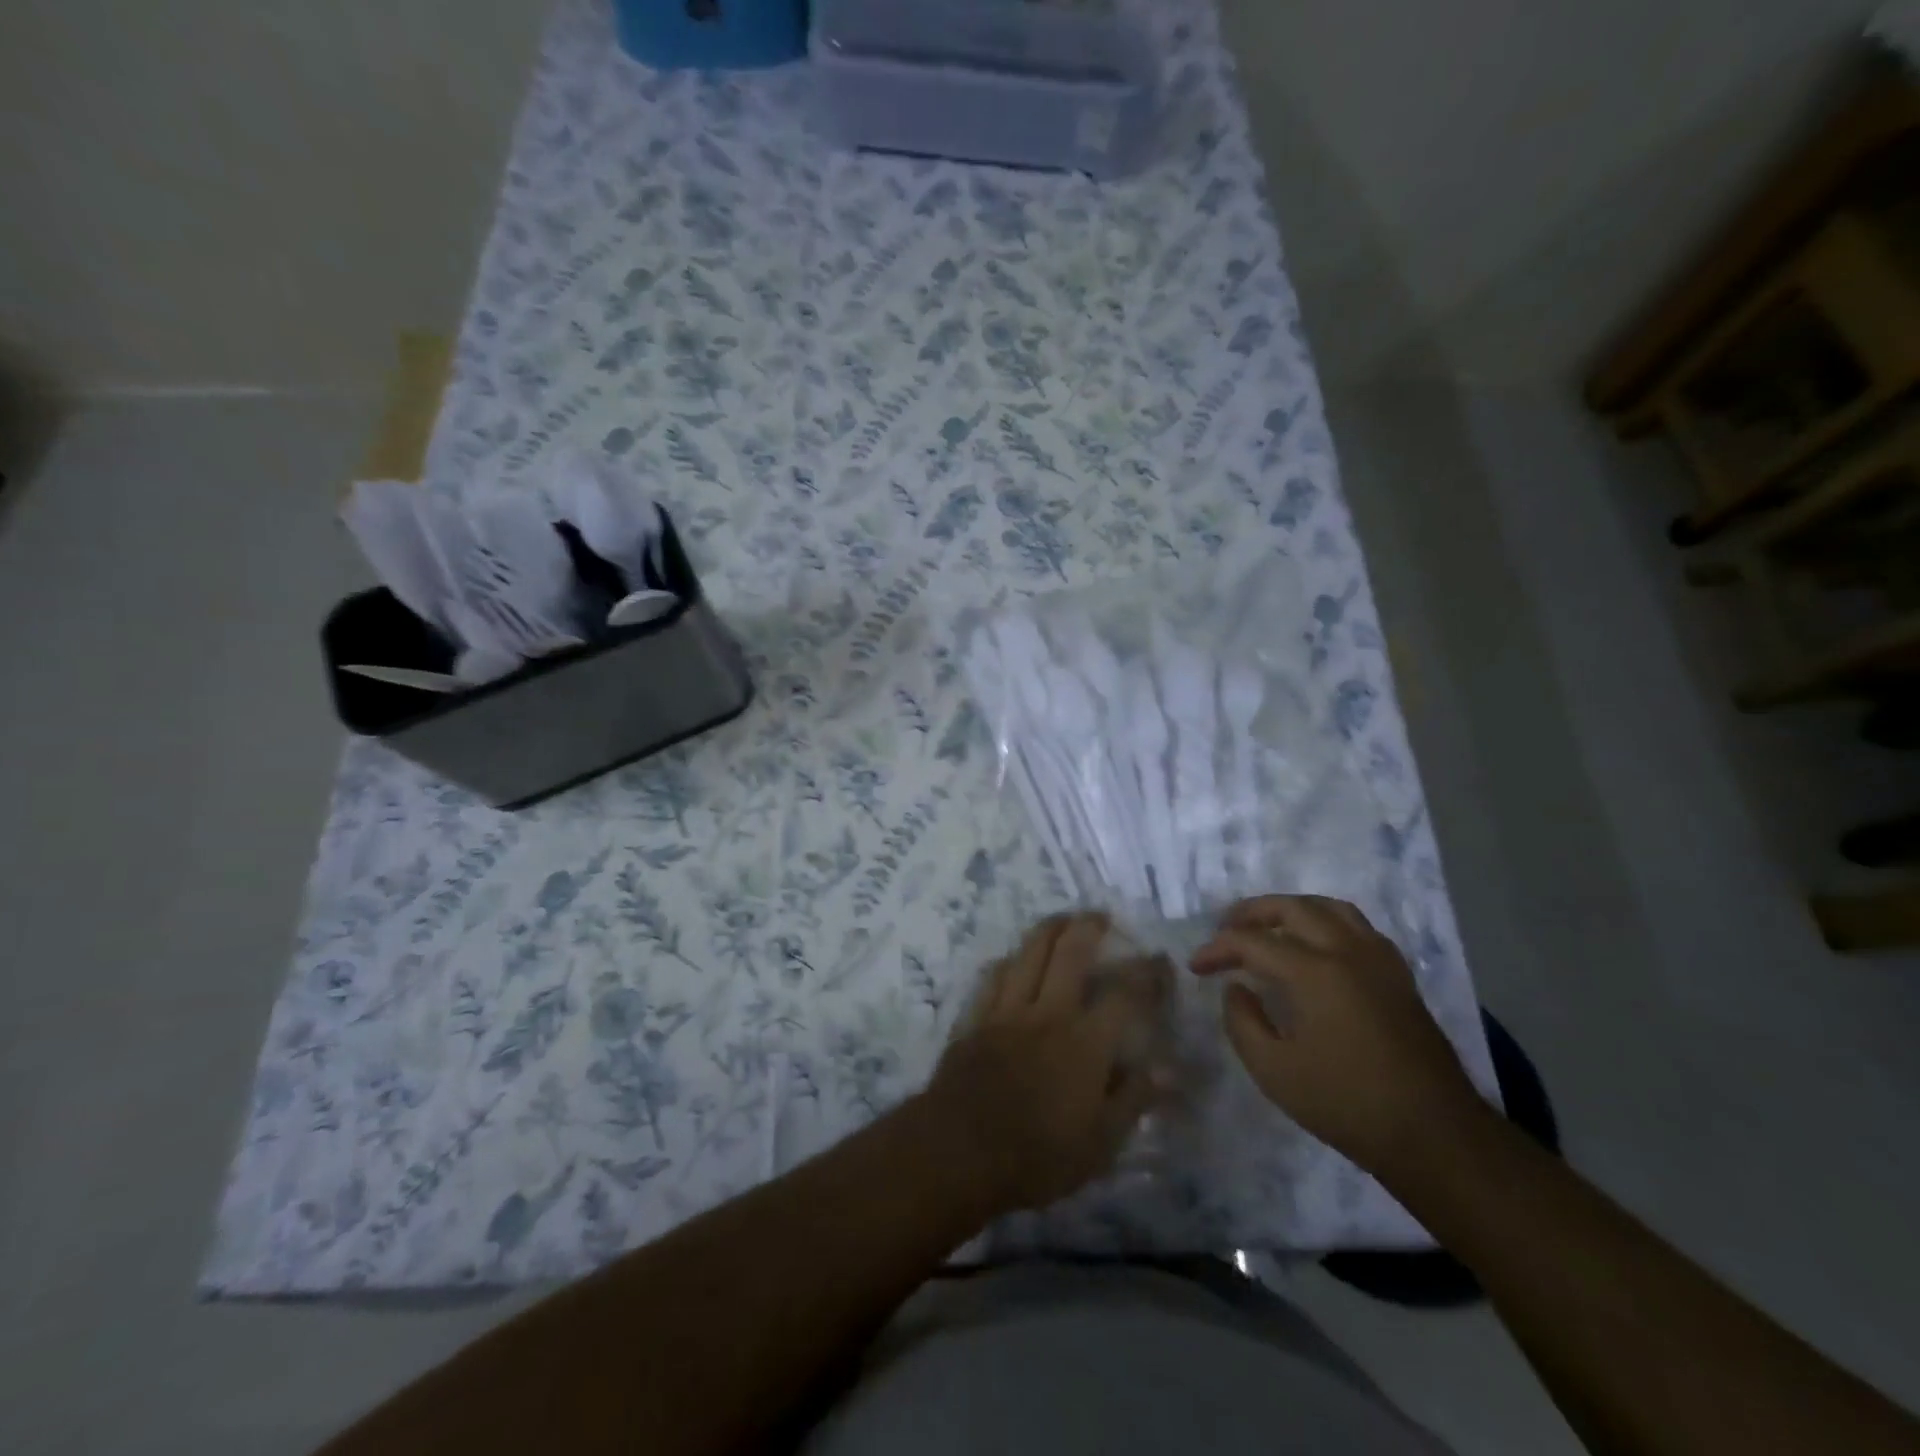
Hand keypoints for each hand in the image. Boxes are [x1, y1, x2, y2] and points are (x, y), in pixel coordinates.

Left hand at [928, 913, 1169, 1214]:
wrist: (959, 1150)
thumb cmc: (1037, 1155)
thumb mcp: (1100, 1144)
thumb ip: (1133, 1100)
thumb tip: (1166, 1069)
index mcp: (1085, 1042)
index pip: (1124, 995)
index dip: (1146, 974)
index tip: (1158, 960)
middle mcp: (1048, 1013)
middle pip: (1070, 953)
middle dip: (1088, 927)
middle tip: (1100, 916)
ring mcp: (1007, 1010)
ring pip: (1029, 953)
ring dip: (1048, 930)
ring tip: (1061, 920)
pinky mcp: (976, 1018)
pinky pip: (993, 976)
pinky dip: (1008, 961)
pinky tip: (1013, 959)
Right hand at [1192, 895, 1482, 1172]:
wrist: (1435, 1136)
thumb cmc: (1347, 1105)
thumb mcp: (1274, 1071)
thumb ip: (1243, 1022)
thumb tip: (1236, 988)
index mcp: (1314, 972)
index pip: (1252, 941)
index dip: (1218, 949)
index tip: (1196, 966)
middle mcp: (1348, 952)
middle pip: (1294, 908)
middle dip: (1252, 912)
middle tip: (1226, 929)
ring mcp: (1380, 961)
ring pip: (1331, 909)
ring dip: (1293, 909)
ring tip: (1270, 927)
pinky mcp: (1400, 977)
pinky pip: (1359, 928)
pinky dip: (1328, 924)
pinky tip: (1318, 947)